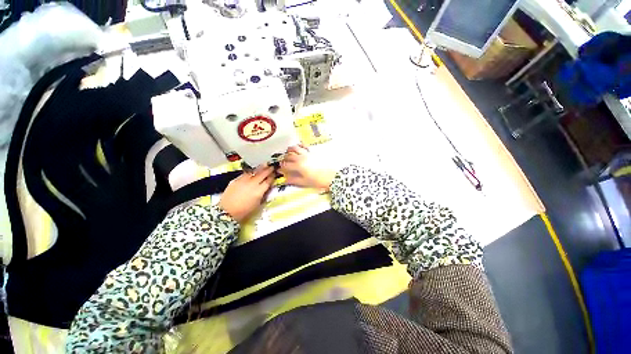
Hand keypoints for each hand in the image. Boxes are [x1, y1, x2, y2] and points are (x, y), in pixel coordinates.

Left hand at [219, 165, 274, 222]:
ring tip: (264, 164)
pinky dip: (251, 172)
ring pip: (254, 172)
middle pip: (262, 174)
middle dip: (268, 170)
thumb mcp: (258, 204)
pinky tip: (252, 171)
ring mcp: (243, 180)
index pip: (268, 181)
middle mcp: (252, 183)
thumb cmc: (244, 211)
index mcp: (259, 191)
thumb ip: (263, 195)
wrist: (227, 212)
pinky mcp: (236, 180)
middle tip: (272, 166)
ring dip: (260, 168)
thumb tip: (266, 189)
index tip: (275, 174)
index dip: (272, 177)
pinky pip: (245, 174)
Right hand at [279, 145, 336, 189]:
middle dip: (284, 159)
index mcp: (299, 166)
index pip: (286, 165)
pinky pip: (305, 145)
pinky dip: (300, 145)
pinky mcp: (313, 151)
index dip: (282, 167)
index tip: (280, 169)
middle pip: (289, 156)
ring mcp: (307, 153)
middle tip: (283, 161)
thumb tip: (285, 180)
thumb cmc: (318, 180)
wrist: (332, 176)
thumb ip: (294, 180)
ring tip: (288, 151)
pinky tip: (298, 146)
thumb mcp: (305, 182)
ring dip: (290, 149)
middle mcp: (301, 158)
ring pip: (295, 148)